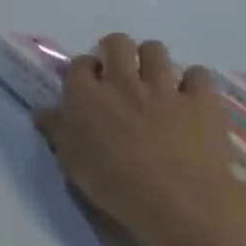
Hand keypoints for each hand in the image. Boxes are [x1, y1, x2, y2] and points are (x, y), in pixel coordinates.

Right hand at [33, 34, 245, 245]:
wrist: (179, 200)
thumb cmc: (114, 184)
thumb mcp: (71, 161)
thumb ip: (57, 131)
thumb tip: (43, 112)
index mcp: (84, 96)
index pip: (80, 64)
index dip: (84, 70)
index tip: (88, 84)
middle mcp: (121, 82)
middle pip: (118, 44)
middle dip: (115, 49)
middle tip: (118, 69)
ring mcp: (164, 89)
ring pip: (155, 50)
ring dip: (151, 58)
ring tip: (153, 77)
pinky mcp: (202, 101)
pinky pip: (198, 74)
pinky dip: (193, 80)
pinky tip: (190, 94)